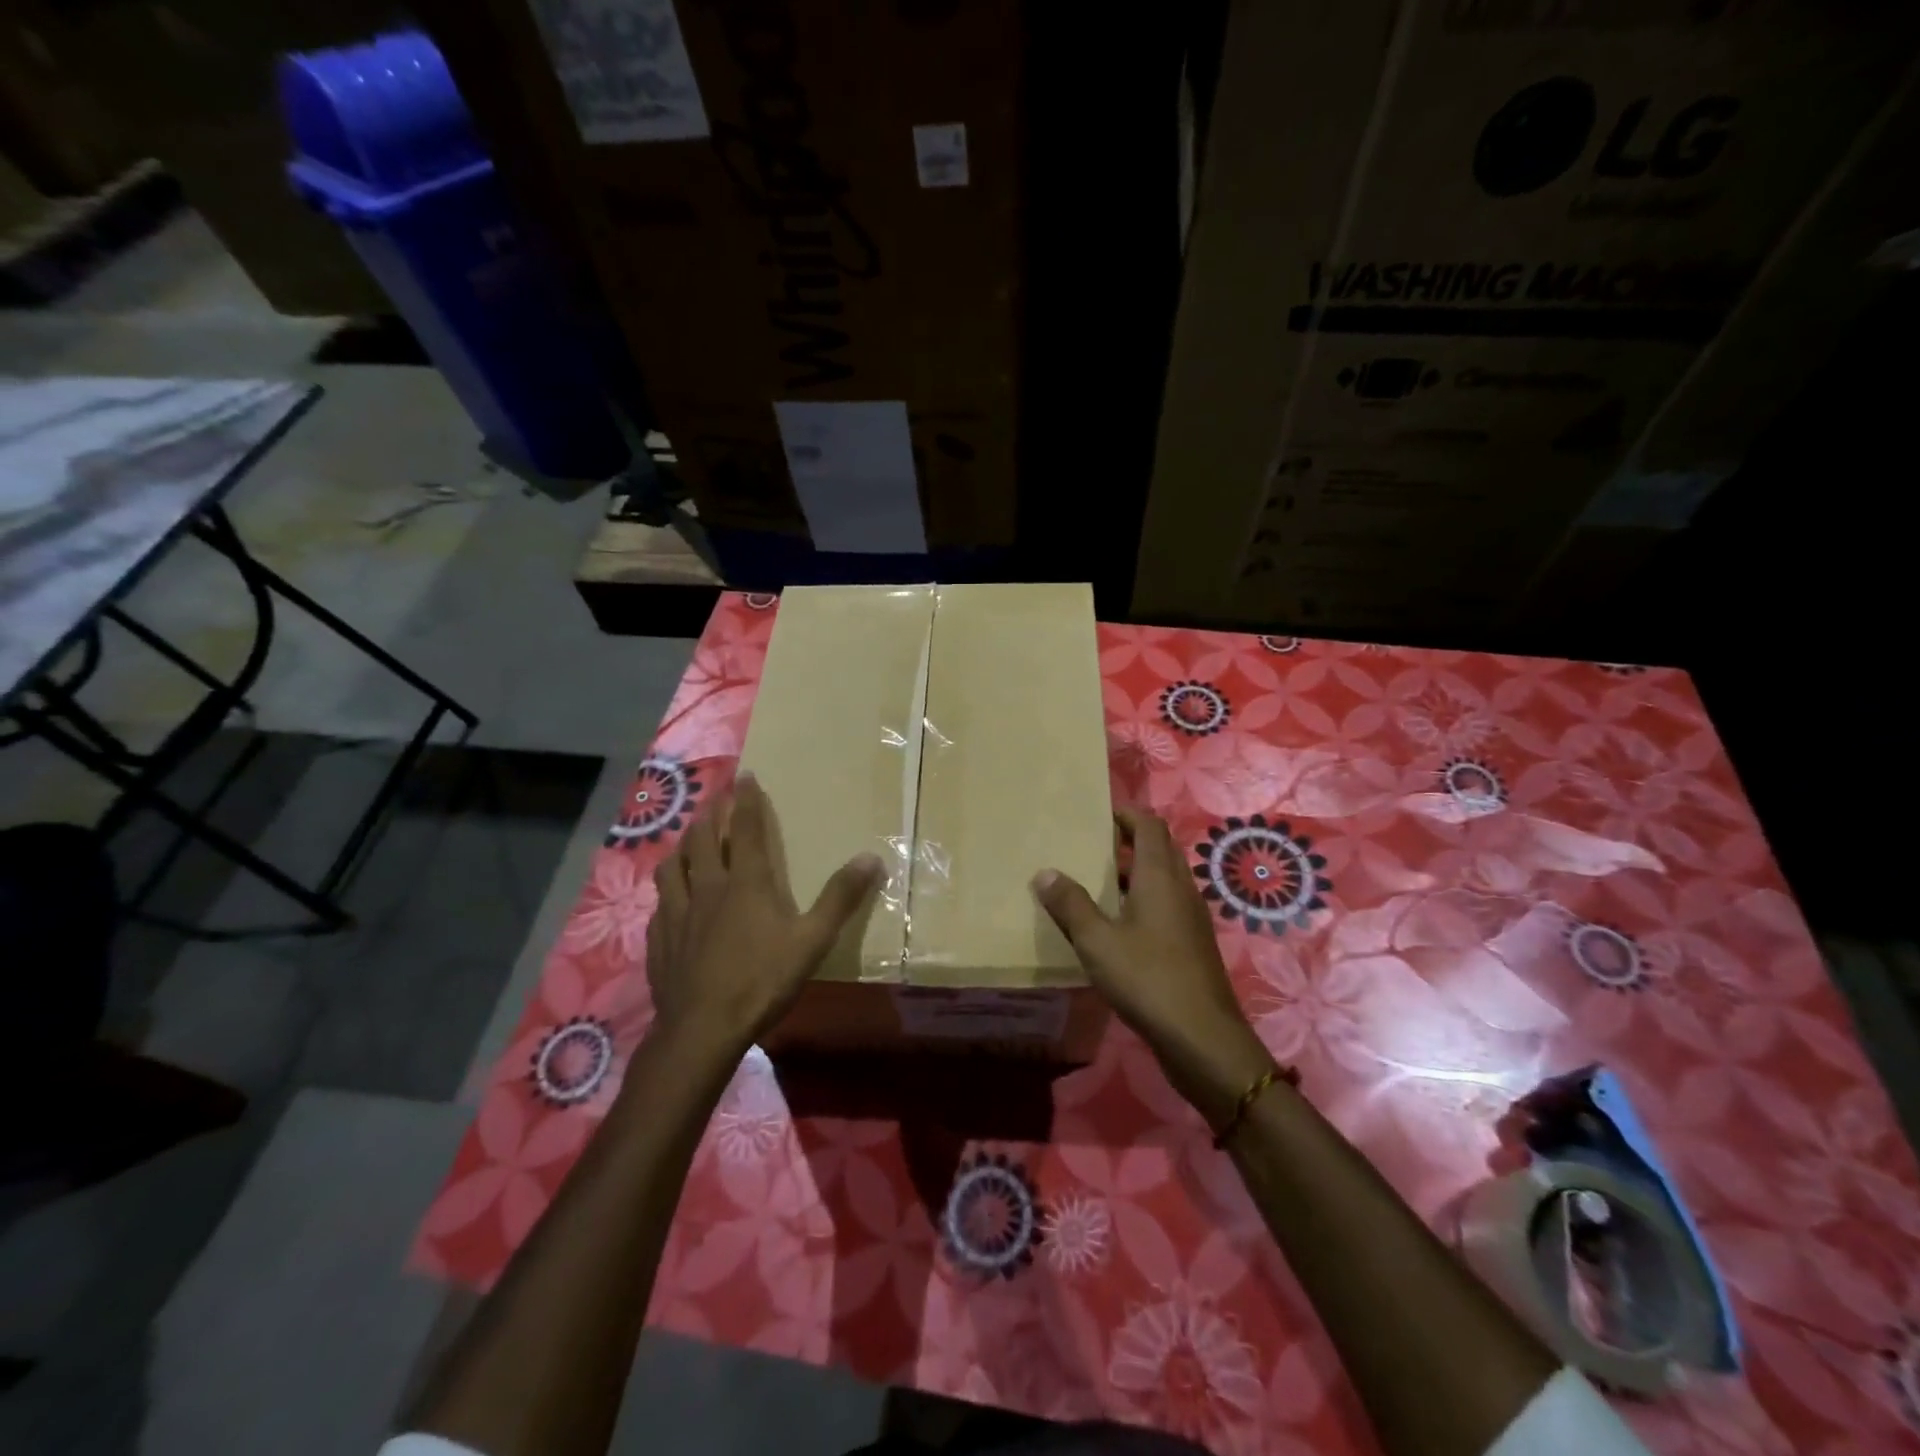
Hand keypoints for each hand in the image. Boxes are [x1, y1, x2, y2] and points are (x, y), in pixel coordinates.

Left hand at [646, 772, 879, 1057]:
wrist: (702, 1028)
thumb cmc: (762, 980)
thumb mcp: (813, 940)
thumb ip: (841, 898)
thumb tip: (872, 857)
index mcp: (746, 883)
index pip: (748, 829)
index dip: (748, 800)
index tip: (745, 775)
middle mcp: (708, 887)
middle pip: (704, 839)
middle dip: (712, 814)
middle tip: (717, 801)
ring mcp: (678, 913)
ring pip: (673, 865)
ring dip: (683, 846)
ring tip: (689, 840)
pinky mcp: (659, 939)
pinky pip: (660, 902)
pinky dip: (667, 889)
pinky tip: (670, 898)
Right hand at [1033, 806, 1274, 1128]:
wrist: (1203, 1038)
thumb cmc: (1147, 979)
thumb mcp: (1097, 941)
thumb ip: (1070, 905)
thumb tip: (1045, 872)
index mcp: (1160, 877)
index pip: (1149, 826)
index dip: (1126, 815)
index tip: (1098, 814)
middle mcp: (1181, 889)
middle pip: (1160, 849)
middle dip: (1129, 841)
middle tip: (1093, 845)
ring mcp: (1192, 918)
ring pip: (1165, 879)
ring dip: (1136, 873)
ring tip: (1098, 882)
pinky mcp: (1194, 944)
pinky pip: (1168, 906)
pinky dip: (1145, 900)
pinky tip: (1120, 926)